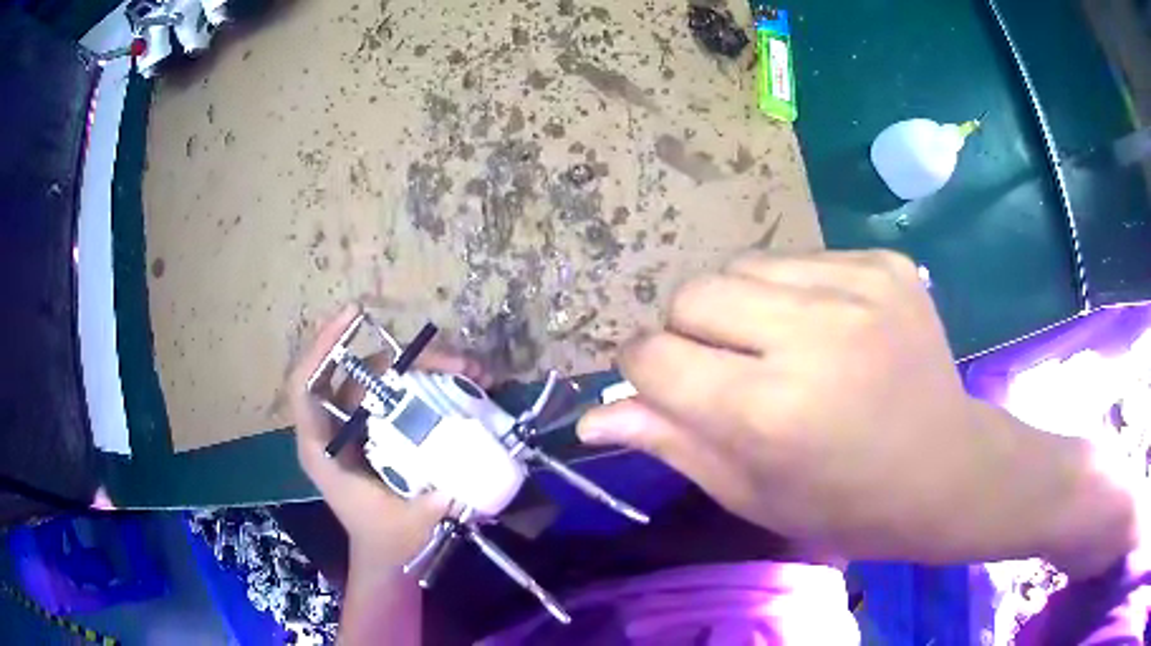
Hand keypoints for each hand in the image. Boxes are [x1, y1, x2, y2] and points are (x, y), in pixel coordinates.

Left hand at [290, 304, 493, 568]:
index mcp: (323, 450)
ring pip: (380, 380)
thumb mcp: (412, 524)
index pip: (305, 386)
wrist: (391, 558)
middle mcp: (336, 430)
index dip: (322, 347)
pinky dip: (428, 385)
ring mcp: (359, 428)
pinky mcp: (380, 431)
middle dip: (400, 358)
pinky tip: (464, 384)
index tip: (353, 317)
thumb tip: (465, 465)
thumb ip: (434, 500)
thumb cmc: (391, 542)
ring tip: (469, 369)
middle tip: (451, 359)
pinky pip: (398, 395)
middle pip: (355, 374)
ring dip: (422, 368)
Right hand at [579, 250, 1128, 566]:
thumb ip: (672, 443)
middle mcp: (810, 338)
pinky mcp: (884, 264)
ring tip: (781, 346)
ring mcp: (856, 289)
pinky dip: (794, 292)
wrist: (947, 469)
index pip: (654, 356)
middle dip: (690, 332)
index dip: (644, 368)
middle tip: (731, 369)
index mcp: (768, 413)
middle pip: (692, 294)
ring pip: (742, 268)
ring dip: (741, 307)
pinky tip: (828, 329)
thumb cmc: (844, 505)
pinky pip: (799, 259)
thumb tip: (592, 413)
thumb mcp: (752, 494)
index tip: (664, 381)